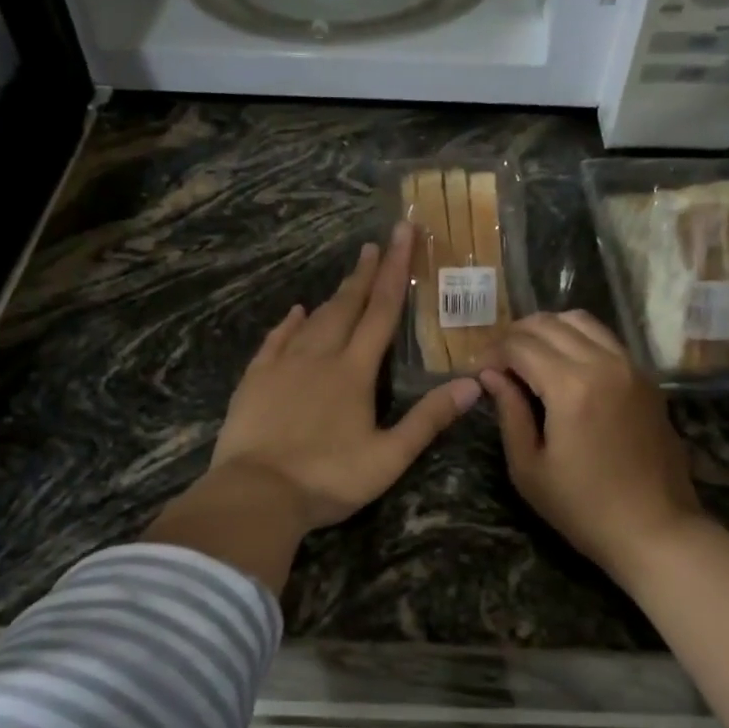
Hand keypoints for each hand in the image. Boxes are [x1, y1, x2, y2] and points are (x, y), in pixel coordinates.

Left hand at [210, 222, 482, 530]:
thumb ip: (429, 419)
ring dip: (333, 296)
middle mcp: (320, 357)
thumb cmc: (328, 478)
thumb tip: (473, 384)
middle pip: (346, 306)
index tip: (402, 234)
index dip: (395, 271)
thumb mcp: (389, 457)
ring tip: (348, 276)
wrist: (257, 493)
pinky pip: (275, 340)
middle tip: (376, 243)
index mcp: (355, 372)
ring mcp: (283, 366)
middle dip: (365, 273)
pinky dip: (289, 323)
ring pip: (313, 320)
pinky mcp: (256, 380)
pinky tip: (295, 312)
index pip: (381, 312)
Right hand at [481, 312, 703, 579]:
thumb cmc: (582, 508)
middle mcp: (604, 363)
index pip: (519, 345)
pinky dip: (576, 340)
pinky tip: (563, 368)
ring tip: (528, 358)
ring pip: (580, 320)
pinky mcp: (646, 378)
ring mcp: (631, 367)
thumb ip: (509, 412)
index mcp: (571, 386)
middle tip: (497, 363)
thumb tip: (490, 375)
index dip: (491, 353)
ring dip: (547, 331)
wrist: (655, 529)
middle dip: (515, 336)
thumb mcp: (529, 467)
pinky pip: (605, 339)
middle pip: (549, 323)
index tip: (477, 373)